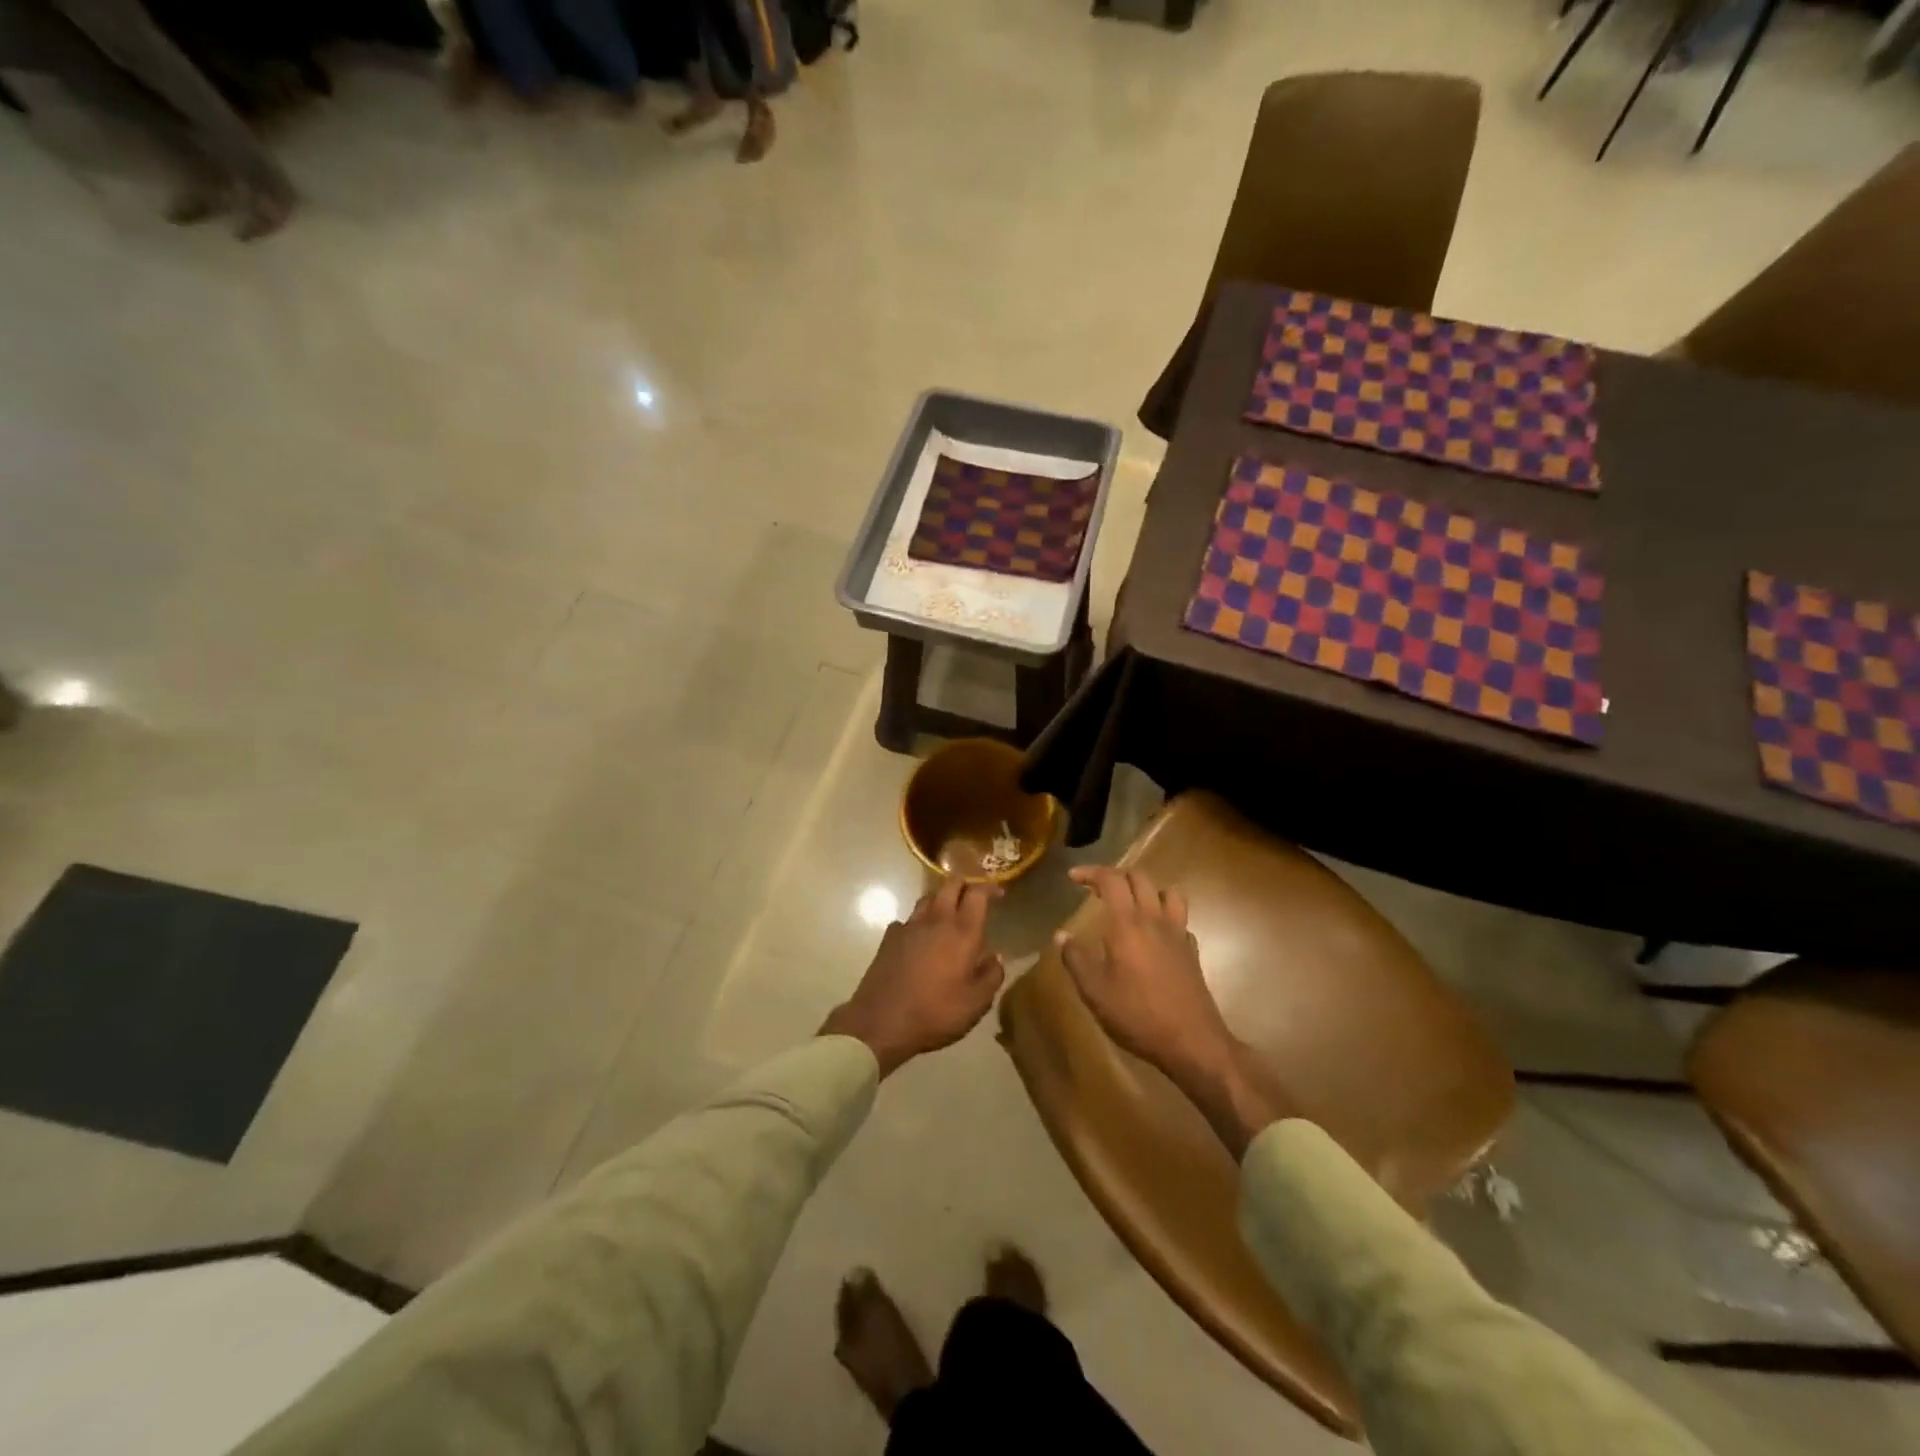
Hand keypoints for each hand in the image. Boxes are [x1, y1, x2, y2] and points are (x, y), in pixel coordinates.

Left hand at [822, 878, 1005, 1077]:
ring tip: (948, 915)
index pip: (978, 893)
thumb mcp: (976, 1004)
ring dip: (941, 900)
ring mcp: (909, 926)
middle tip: (973, 898)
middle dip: (965, 884)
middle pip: (950, 884)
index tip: (999, 894)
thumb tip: (996, 957)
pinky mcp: (889, 937)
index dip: (990, 888)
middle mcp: (936, 920)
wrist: (882, 1022)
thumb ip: (992, 976)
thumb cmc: (936, 1012)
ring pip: (928, 898)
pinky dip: (918, 923)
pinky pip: (908, 920)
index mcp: (962, 933)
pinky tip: (919, 939)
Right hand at [1055, 865, 1230, 1084]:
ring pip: (1167, 892)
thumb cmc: (1137, 1015)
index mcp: (1127, 924)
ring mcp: (1178, 934)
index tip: (1073, 877)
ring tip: (1131, 904)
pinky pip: (1180, 920)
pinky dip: (1165, 917)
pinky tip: (1155, 935)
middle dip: (1116, 876)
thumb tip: (1061, 935)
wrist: (1191, 1041)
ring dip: (1147, 890)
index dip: (1091, 872)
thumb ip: (1075, 959)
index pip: (1111, 879)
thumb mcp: (1095, 991)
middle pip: (1140, 878)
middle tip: (1097, 889)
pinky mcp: (1192, 951)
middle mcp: (1155, 919)